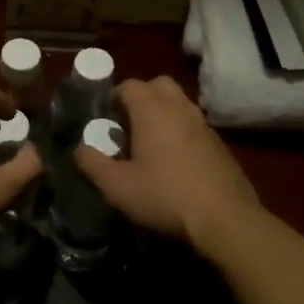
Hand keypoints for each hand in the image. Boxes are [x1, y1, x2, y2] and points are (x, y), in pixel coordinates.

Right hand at [73, 76, 258, 247]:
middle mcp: (179, 107)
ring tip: (151, 144)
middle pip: (158, 85)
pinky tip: (177, 162)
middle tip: (129, 124)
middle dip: (142, 97)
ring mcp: (203, 123)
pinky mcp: (220, 143)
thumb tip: (79, 149)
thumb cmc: (165, 196)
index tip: (106, 119)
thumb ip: (93, 164)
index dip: (114, 98)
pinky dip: (182, 131)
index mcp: (152, 109)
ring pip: (179, 103)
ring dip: (163, 114)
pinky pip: (194, 125)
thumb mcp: (118, 187)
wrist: (225, 218)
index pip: (129, 85)